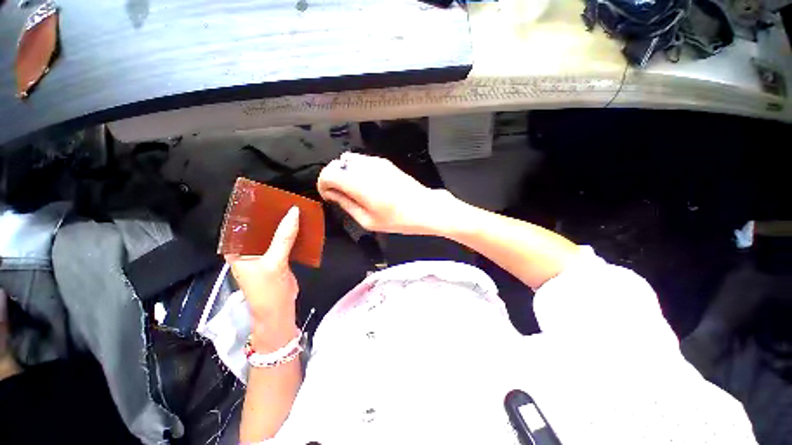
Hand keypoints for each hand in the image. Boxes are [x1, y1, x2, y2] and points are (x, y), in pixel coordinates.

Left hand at [225, 207, 299, 326]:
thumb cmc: (267, 289)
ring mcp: (262, 252)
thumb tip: (294, 211)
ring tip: (293, 207)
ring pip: (272, 232)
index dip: (251, 208)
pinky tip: (299, 223)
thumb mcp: (274, 262)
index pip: (240, 222)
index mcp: (236, 248)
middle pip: (258, 226)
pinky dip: (291, 232)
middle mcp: (246, 248)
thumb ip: (284, 237)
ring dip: (282, 222)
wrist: (279, 310)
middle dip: (270, 214)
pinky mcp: (276, 256)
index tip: (265, 193)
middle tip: (284, 197)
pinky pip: (282, 240)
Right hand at [317, 152, 454, 234]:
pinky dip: (357, 170)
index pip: (328, 173)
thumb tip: (332, 194)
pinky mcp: (385, 162)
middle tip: (340, 196)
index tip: (329, 196)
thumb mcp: (367, 220)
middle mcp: (365, 167)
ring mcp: (376, 162)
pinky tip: (367, 185)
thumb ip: (346, 204)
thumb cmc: (397, 219)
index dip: (323, 184)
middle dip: (333, 179)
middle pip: (336, 164)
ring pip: (348, 160)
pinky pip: (362, 161)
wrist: (424, 208)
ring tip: (355, 191)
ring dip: (345, 174)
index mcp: (359, 183)